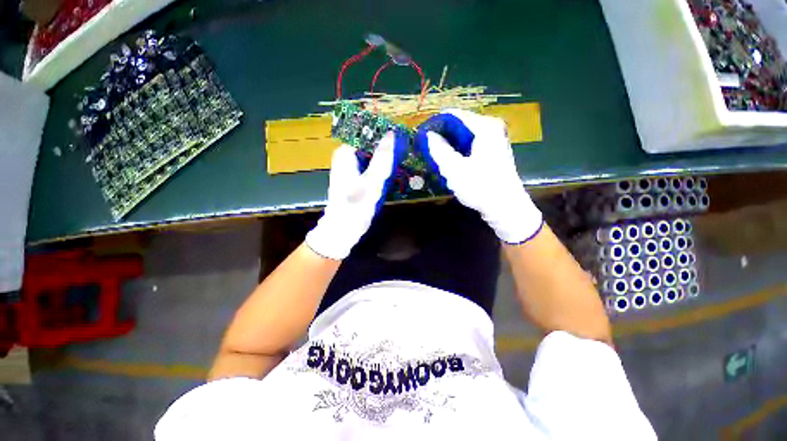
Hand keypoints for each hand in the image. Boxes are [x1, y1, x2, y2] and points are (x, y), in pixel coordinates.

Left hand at [305, 131, 404, 259]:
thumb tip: (391, 134)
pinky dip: (381, 168)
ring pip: (371, 156)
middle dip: (386, 147)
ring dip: (385, 157)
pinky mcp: (356, 179)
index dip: (384, 133)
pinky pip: (371, 167)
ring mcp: (351, 169)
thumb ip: (382, 158)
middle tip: (405, 148)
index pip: (366, 133)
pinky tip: (393, 171)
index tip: (402, 135)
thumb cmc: (355, 205)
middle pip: (369, 145)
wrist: (343, 229)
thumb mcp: (372, 181)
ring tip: (403, 158)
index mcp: (345, 153)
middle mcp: (346, 158)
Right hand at [416, 109, 542, 243]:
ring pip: (464, 137)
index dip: (436, 123)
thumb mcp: (454, 169)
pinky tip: (450, 163)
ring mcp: (494, 141)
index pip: (454, 115)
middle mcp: (492, 129)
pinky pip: (471, 146)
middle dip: (442, 136)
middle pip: (460, 125)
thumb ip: (439, 149)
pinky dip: (459, 152)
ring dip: (449, 145)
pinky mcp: (493, 154)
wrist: (506, 209)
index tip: (422, 134)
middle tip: (427, 148)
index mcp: (485, 127)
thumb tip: (429, 135)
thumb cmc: (480, 187)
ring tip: (435, 156)